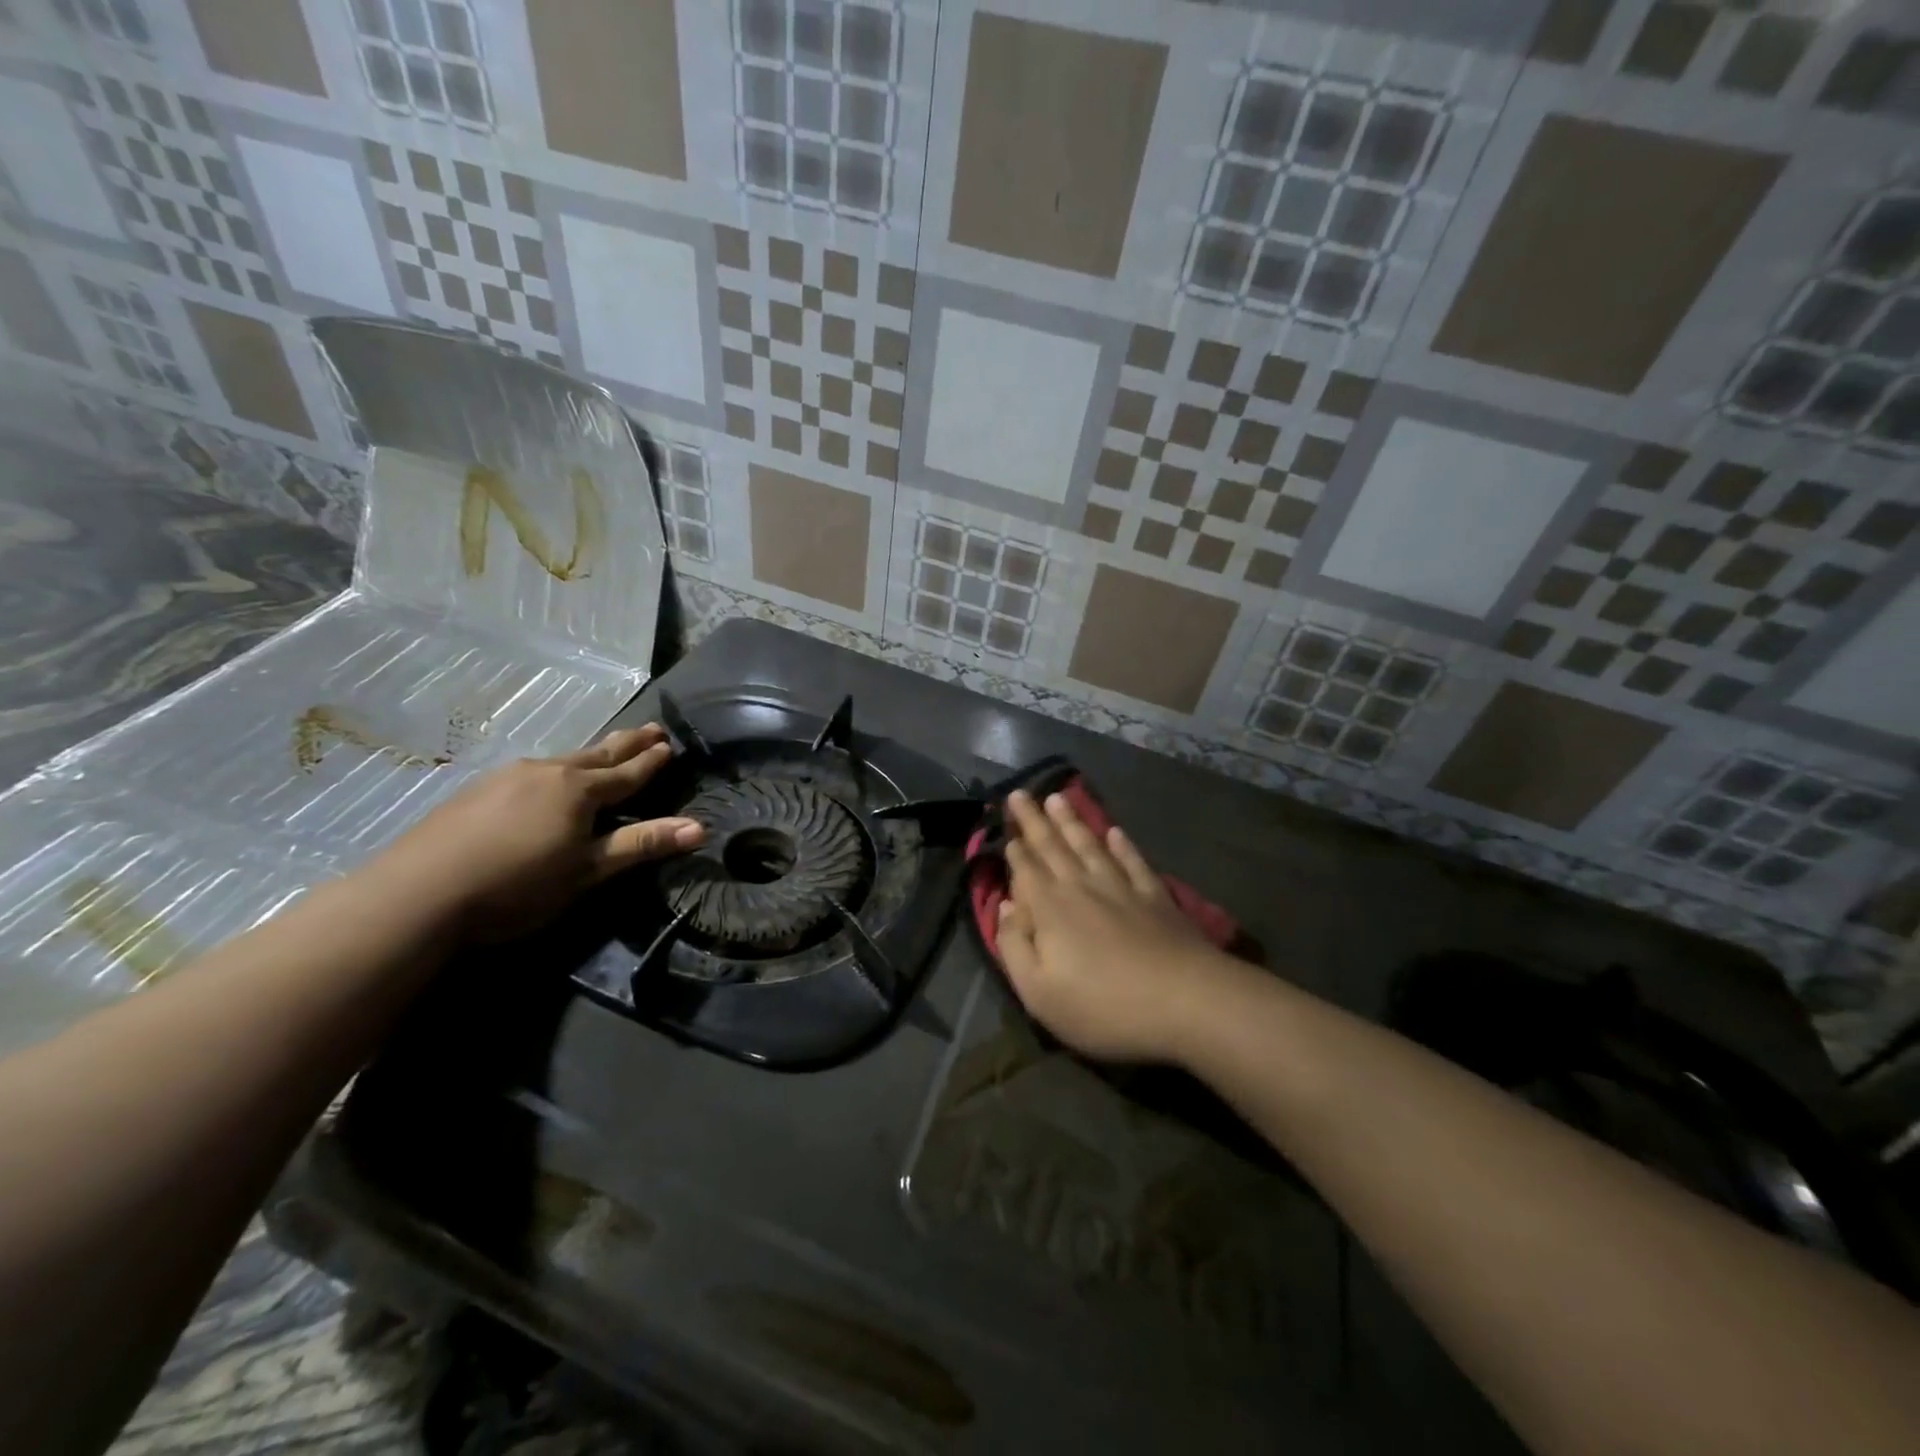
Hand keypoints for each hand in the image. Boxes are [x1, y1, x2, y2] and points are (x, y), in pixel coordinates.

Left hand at [373, 725, 702, 941]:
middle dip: (627, 743)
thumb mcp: (588, 870)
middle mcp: (547, 772)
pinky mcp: (476, 792)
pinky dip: (555, 772)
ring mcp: (507, 778)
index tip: (670, 744)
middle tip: (652, 727)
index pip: (628, 772)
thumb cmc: (517, 885)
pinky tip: (546, 782)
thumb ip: (641, 844)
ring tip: (604, 752)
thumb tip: (701, 827)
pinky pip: (532, 772)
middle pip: (597, 754)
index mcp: (580, 790)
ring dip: (590, 756)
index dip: (651, 761)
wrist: (417, 894)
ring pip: (562, 761)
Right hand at [996, 791, 1230, 1063]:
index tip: (1005, 825)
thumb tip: (1007, 906)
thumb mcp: (1039, 993)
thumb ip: (1014, 946)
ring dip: (1071, 821)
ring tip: (1058, 797)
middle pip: (1053, 846)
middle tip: (1020, 792)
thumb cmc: (1103, 1005)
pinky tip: (1115, 831)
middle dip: (1034, 819)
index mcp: (1050, 908)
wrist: (1186, 1001)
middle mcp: (1082, 887)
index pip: (1026, 869)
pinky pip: (1133, 861)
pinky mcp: (1156, 897)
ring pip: (1090, 845)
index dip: (1014, 848)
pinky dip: (1122, 844)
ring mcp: (1122, 888)